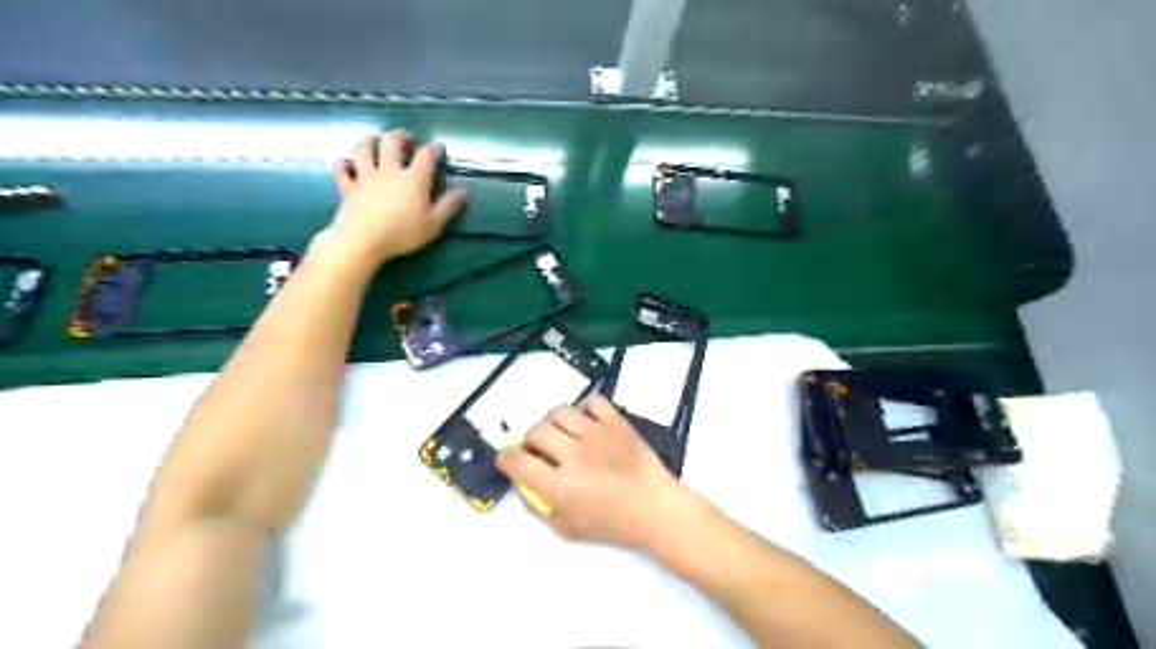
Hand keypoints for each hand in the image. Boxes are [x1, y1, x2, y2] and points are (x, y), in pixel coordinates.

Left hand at [317, 130, 466, 268]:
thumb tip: (462, 192)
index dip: (433, 149)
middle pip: (392, 143)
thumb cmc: (402, 233)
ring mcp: (365, 177)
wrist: (362, 240)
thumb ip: (448, 207)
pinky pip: (342, 170)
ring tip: (374, 141)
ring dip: (369, 141)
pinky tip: (345, 163)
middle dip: (400, 136)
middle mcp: (389, 171)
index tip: (438, 147)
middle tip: (407, 138)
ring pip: (364, 149)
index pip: (426, 156)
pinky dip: (343, 165)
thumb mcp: (433, 224)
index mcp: (413, 179)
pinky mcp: (348, 187)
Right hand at [493, 394, 683, 549]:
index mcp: (561, 485)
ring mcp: (597, 434)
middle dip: (530, 440)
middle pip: (536, 431)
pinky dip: (584, 410)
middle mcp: (574, 454)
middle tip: (539, 450)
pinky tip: (587, 424)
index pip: (518, 462)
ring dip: (553, 422)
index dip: (506, 459)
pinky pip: (592, 402)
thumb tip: (525, 487)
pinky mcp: (616, 422)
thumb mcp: (570, 529)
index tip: (509, 460)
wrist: (657, 509)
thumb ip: (542, 509)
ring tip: (561, 433)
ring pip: (560, 412)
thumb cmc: (615, 525)